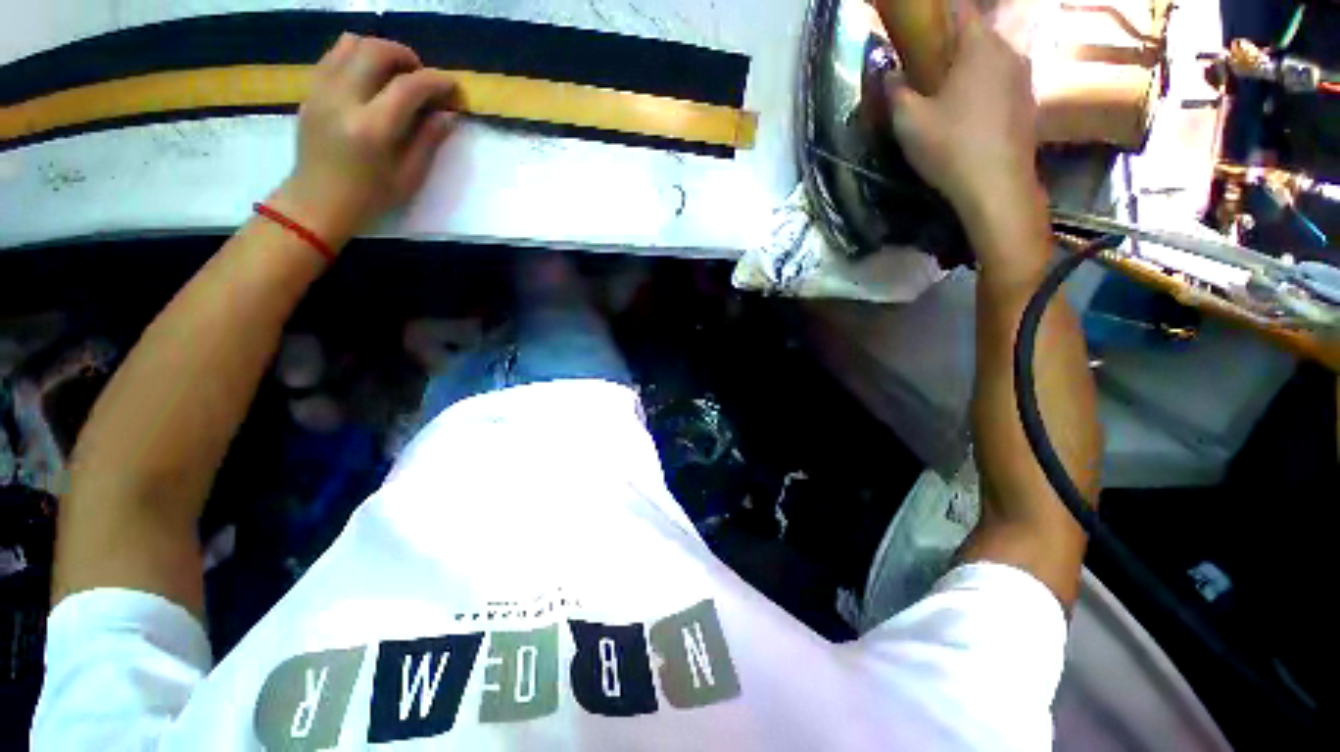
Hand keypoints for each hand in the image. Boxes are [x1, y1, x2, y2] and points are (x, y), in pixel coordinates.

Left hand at [271, 34, 458, 245]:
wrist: (317, 201)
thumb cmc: (370, 197)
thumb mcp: (409, 176)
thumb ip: (429, 140)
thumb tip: (449, 113)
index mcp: (372, 128)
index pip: (408, 87)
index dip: (436, 82)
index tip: (453, 88)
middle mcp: (343, 100)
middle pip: (376, 51)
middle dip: (406, 57)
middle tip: (422, 77)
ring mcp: (321, 91)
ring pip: (351, 44)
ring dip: (380, 51)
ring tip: (395, 73)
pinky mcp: (310, 90)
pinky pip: (334, 55)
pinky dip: (358, 56)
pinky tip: (371, 78)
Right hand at [886, 6, 1042, 238]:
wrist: (996, 186)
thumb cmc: (950, 146)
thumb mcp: (909, 121)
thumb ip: (896, 91)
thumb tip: (889, 73)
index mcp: (978, 46)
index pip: (959, 10)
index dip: (938, 13)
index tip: (920, 26)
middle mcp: (1007, 52)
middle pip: (978, 35)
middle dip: (953, 44)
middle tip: (928, 66)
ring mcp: (1023, 78)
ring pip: (992, 60)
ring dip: (970, 68)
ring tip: (948, 93)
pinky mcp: (1028, 103)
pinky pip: (1001, 82)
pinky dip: (984, 88)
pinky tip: (968, 114)